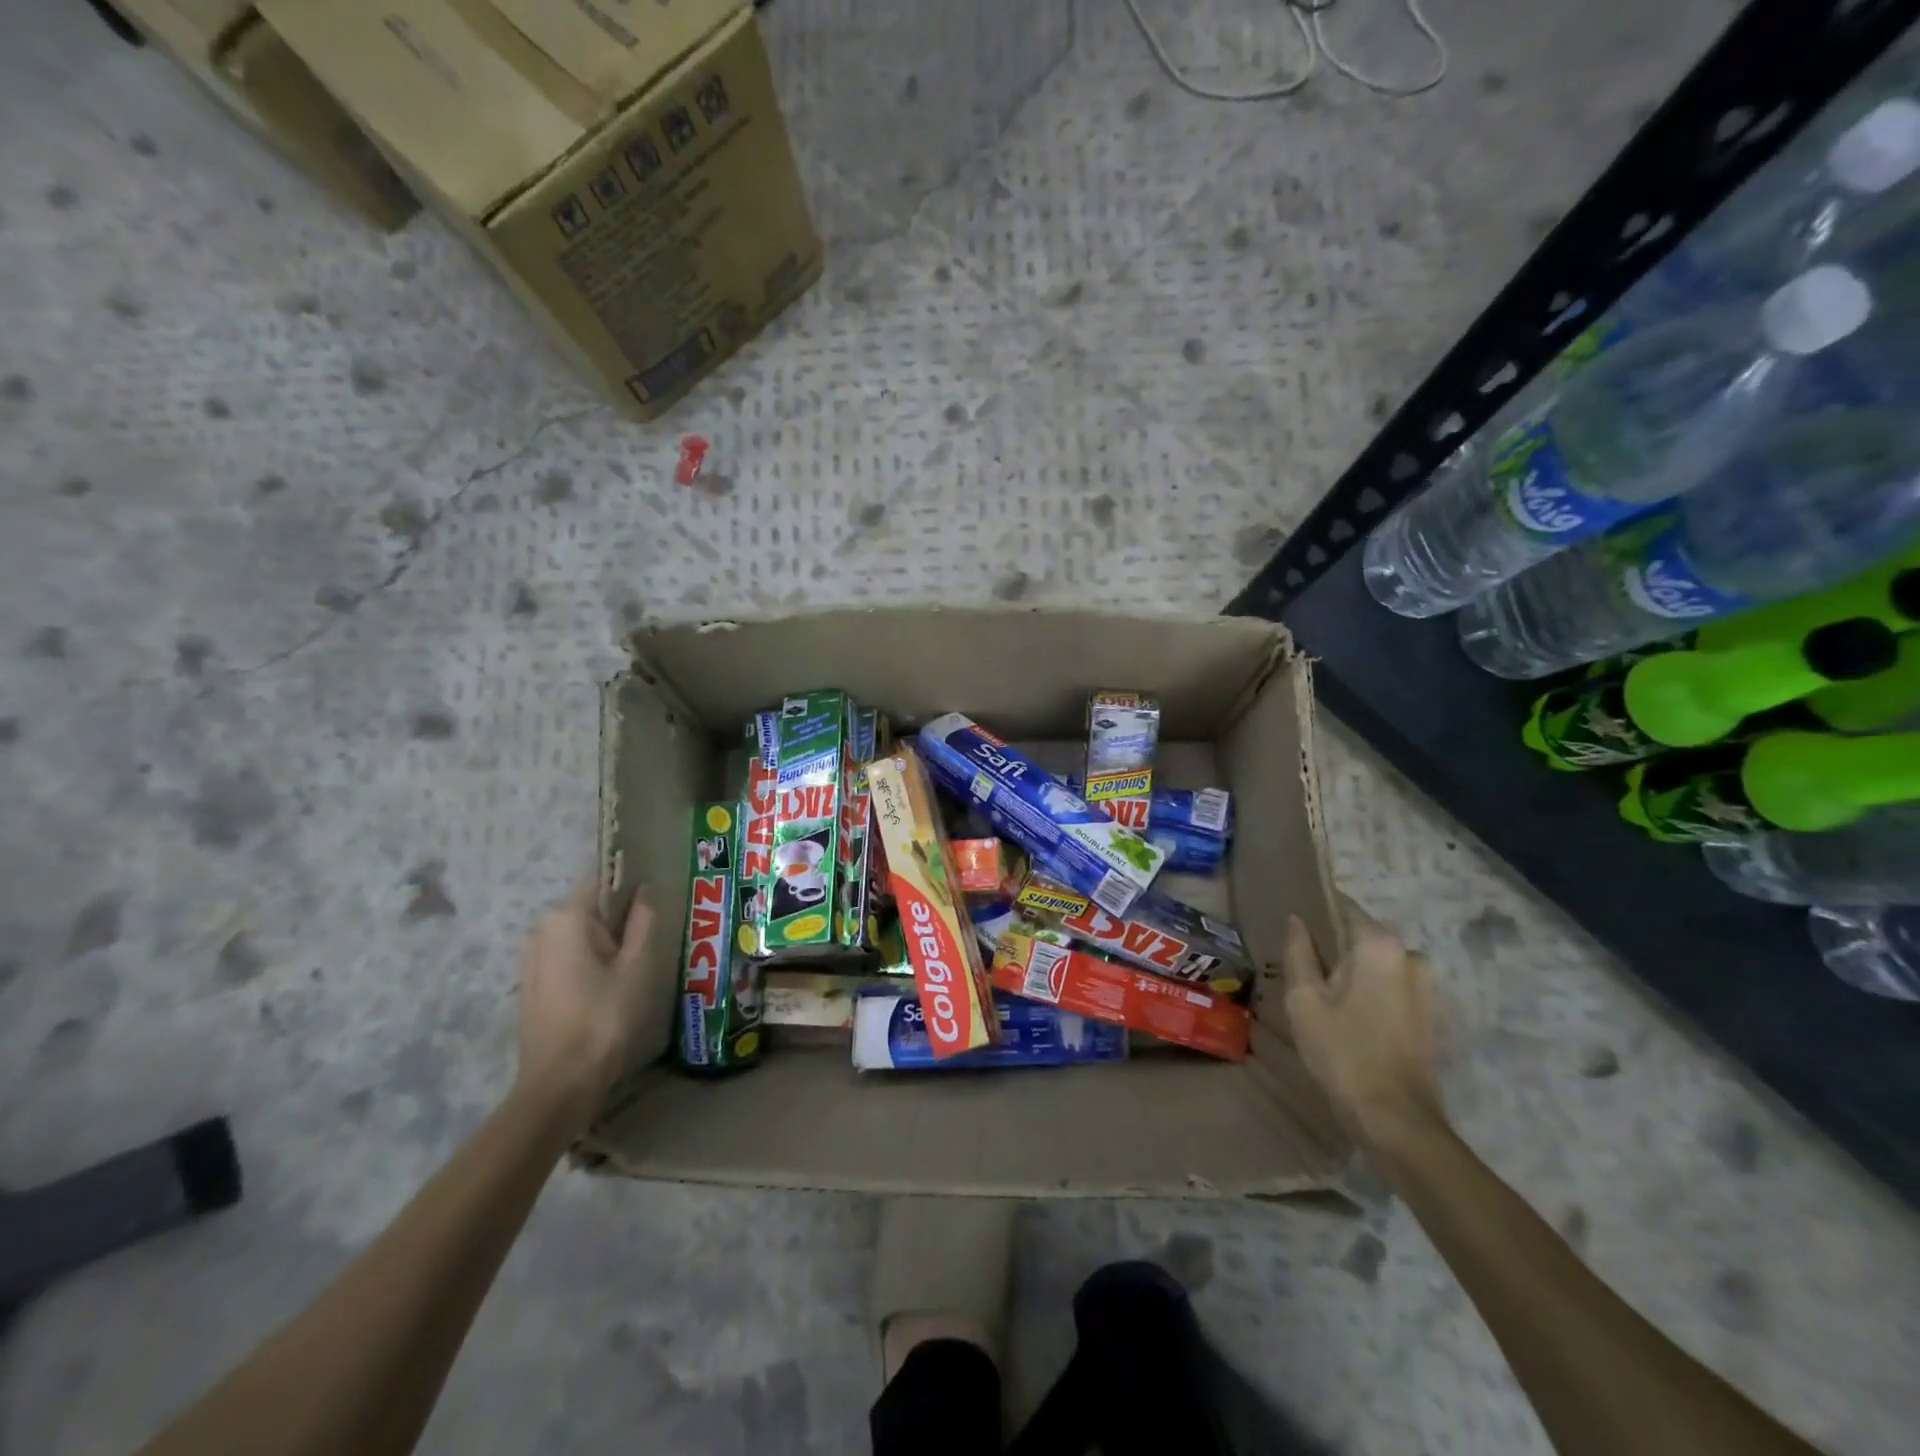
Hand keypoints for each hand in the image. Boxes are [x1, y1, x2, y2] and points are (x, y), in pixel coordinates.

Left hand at [514, 881, 656, 1129]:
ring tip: (633, 968)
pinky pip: (566, 956)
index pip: (603, 881)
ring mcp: (530, 958)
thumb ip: (643, 921)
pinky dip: (589, 961)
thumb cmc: (604, 1018)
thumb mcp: (637, 966)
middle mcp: (541, 929)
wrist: (560, 1084)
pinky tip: (609, 986)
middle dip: (619, 920)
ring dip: (605, 943)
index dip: (631, 889)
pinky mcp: (531, 983)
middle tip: (649, 944)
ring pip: (579, 934)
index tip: (653, 907)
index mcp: (566, 917)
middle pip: (590, 908)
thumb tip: (645, 890)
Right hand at [1281, 905, 1444, 1150]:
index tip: (1293, 929)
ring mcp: (1427, 987)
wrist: (1396, 1120)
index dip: (1315, 913)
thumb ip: (1298, 952)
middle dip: (1334, 947)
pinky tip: (1350, 1016)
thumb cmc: (1342, 1052)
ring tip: (1325, 997)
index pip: (1343, 906)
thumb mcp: (1304, 999)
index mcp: (1378, 945)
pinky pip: (1393, 986)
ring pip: (1378, 963)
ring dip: (1354, 972)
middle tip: (1303, 970)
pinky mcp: (1432, 1014)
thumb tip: (1296, 919)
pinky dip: (1372, 991)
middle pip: (1362, 936)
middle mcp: (1410, 956)